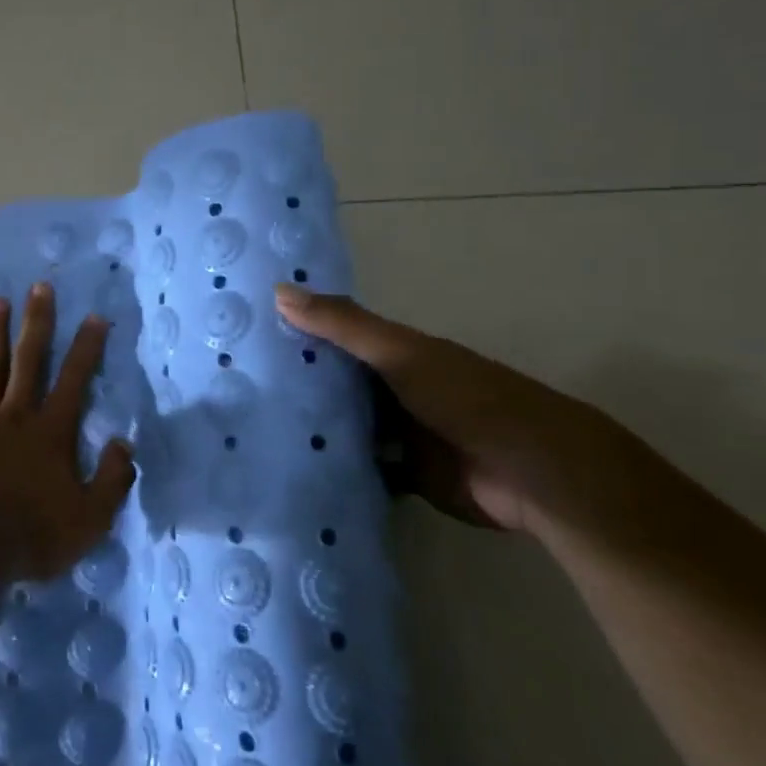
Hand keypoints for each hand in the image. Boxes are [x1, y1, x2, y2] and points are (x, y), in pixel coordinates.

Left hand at [0, 282, 136, 578]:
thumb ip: (112, 479)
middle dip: (36, 321)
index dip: (87, 347)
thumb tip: (124, 443)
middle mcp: (15, 414)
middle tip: (39, 286)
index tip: (94, 316)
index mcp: (51, 430)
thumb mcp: (90, 518)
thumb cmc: (34, 534)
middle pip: (28, 359)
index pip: (75, 378)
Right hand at [275, 283, 627, 532]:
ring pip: (345, 428)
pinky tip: (293, 472)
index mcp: (394, 354)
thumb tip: (277, 290)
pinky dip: (337, 470)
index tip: (243, 336)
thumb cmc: (466, 398)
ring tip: (250, 432)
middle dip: (294, 387)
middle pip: (336, 385)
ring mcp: (400, 435)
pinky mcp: (406, 476)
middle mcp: (392, 390)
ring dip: (312, 430)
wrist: (534, 473)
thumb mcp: (400, 353)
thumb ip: (343, 325)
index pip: (333, 338)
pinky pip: (362, 469)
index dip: (294, 334)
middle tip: (231, 389)